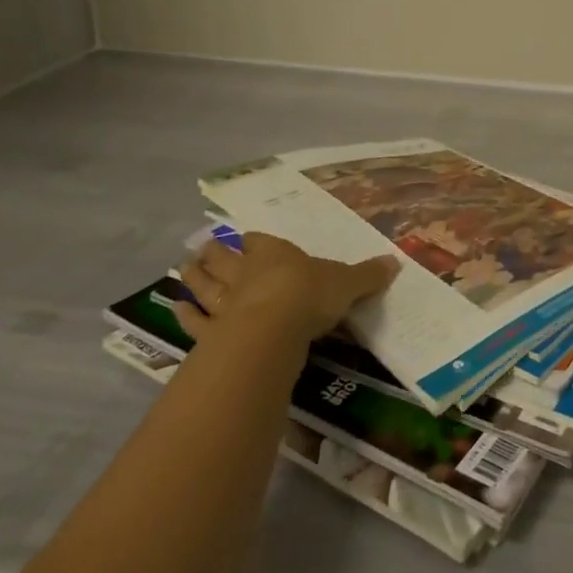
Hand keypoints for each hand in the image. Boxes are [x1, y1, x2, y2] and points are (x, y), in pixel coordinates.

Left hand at [172, 232, 397, 344]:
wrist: (274, 327)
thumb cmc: (311, 295)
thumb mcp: (348, 283)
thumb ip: (367, 275)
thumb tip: (396, 262)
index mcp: (276, 254)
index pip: (260, 242)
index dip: (253, 242)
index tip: (244, 240)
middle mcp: (246, 272)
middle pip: (225, 259)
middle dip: (214, 253)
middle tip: (201, 248)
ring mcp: (225, 302)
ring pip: (205, 285)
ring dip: (194, 277)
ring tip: (183, 268)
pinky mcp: (213, 332)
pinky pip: (196, 322)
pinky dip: (185, 316)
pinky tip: (175, 309)